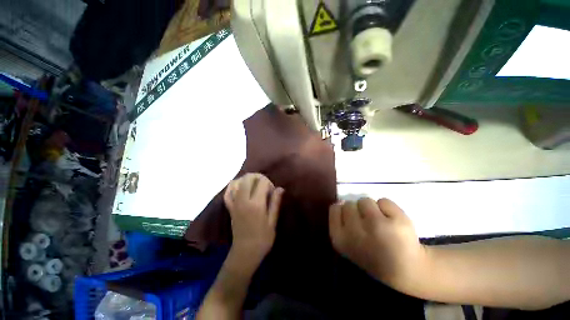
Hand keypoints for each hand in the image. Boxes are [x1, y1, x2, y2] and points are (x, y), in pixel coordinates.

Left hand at [224, 173, 283, 264]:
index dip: (269, 183)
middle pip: (248, 178)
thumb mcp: (273, 221)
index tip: (272, 191)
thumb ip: (275, 202)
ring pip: (236, 182)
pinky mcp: (230, 208)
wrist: (245, 253)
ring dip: (246, 179)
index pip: (262, 182)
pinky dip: (233, 186)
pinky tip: (240, 187)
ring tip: (254, 185)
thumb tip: (280, 188)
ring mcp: (234, 203)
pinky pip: (227, 192)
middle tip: (264, 185)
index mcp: (256, 204)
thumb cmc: (263, 238)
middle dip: (258, 177)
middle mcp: (243, 200)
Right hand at [329, 198, 427, 289]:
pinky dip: (389, 208)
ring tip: (381, 224)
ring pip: (365, 200)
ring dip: (372, 209)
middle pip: (349, 204)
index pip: (335, 210)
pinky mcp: (398, 221)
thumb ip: (339, 220)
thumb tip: (340, 201)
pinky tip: (393, 223)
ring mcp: (377, 225)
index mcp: (340, 238)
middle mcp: (355, 232)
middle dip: (358, 211)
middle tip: (368, 226)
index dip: (344, 212)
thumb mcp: (346, 241)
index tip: (353, 221)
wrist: (405, 272)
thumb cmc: (371, 255)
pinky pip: (384, 201)